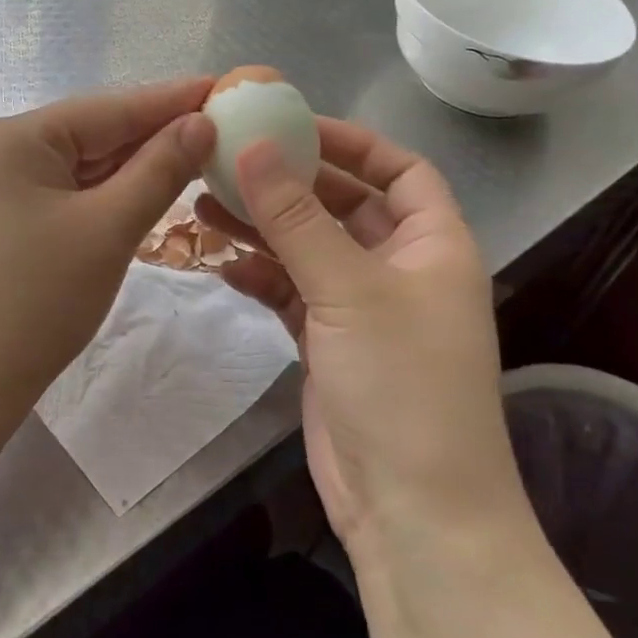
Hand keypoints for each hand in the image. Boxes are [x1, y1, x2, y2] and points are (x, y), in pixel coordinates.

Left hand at [0, 78, 216, 413]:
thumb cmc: (37, 300)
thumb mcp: (109, 228)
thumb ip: (159, 169)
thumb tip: (201, 123)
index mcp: (17, 136)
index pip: (110, 108)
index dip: (171, 99)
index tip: (224, 86)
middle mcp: (1, 149)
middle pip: (94, 133)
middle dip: (156, 133)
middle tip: (222, 125)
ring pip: (81, 165)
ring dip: (134, 165)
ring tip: (197, 153)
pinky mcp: (3, 219)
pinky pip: (65, 193)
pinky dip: (106, 193)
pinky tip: (146, 189)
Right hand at [195, 120, 530, 560]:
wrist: (413, 512)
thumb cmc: (401, 384)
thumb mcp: (348, 289)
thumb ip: (296, 218)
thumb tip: (253, 147)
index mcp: (433, 244)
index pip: (400, 170)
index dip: (351, 143)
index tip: (291, 125)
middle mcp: (401, 269)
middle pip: (343, 205)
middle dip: (290, 184)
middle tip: (229, 160)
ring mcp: (362, 309)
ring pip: (308, 249)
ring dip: (263, 228)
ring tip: (204, 203)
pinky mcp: (329, 343)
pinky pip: (290, 292)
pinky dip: (260, 277)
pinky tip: (221, 265)